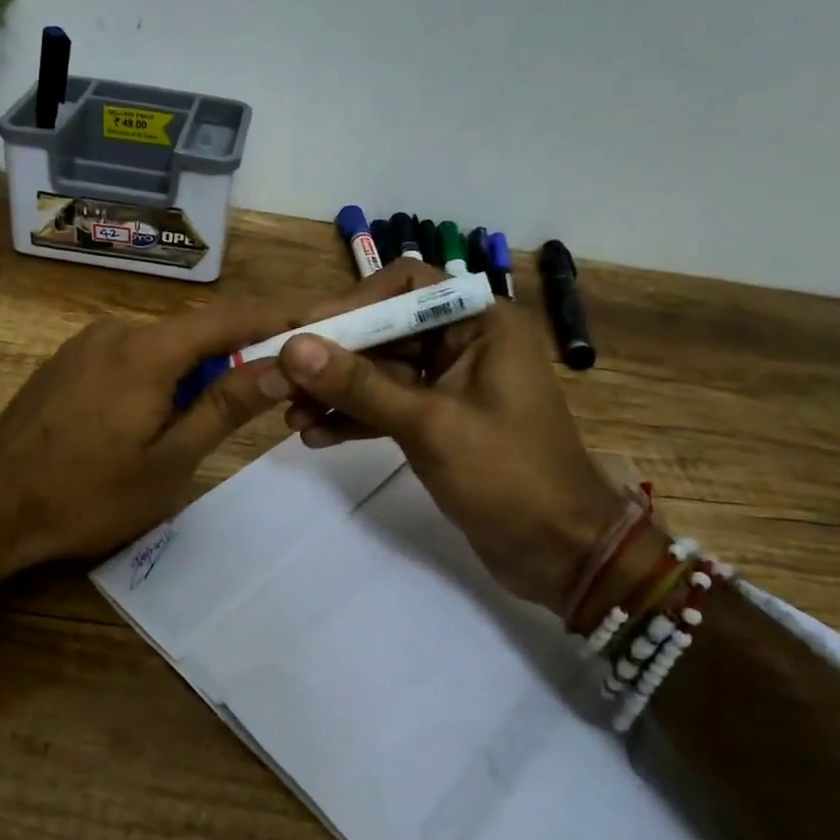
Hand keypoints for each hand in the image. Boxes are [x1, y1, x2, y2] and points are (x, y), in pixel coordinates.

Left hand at [0, 298, 304, 577]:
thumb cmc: (86, 495)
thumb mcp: (169, 462)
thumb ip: (225, 406)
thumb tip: (282, 364)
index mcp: (148, 350)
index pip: (232, 315)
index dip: (281, 313)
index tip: (323, 314)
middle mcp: (118, 330)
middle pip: (197, 330)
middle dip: (240, 352)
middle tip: (276, 385)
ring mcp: (87, 343)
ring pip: (164, 345)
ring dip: (198, 370)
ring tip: (211, 416)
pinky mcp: (68, 362)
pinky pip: (132, 356)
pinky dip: (162, 375)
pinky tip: (157, 416)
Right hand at [277, 269, 625, 610]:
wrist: (560, 553)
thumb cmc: (508, 476)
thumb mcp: (429, 425)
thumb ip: (359, 385)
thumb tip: (294, 348)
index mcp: (480, 324)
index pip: (405, 286)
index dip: (352, 304)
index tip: (304, 334)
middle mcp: (464, 343)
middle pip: (384, 331)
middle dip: (332, 357)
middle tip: (279, 380)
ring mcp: (449, 384)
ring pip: (379, 372)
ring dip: (335, 391)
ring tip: (288, 414)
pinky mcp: (437, 421)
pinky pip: (386, 406)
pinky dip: (353, 418)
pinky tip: (314, 435)